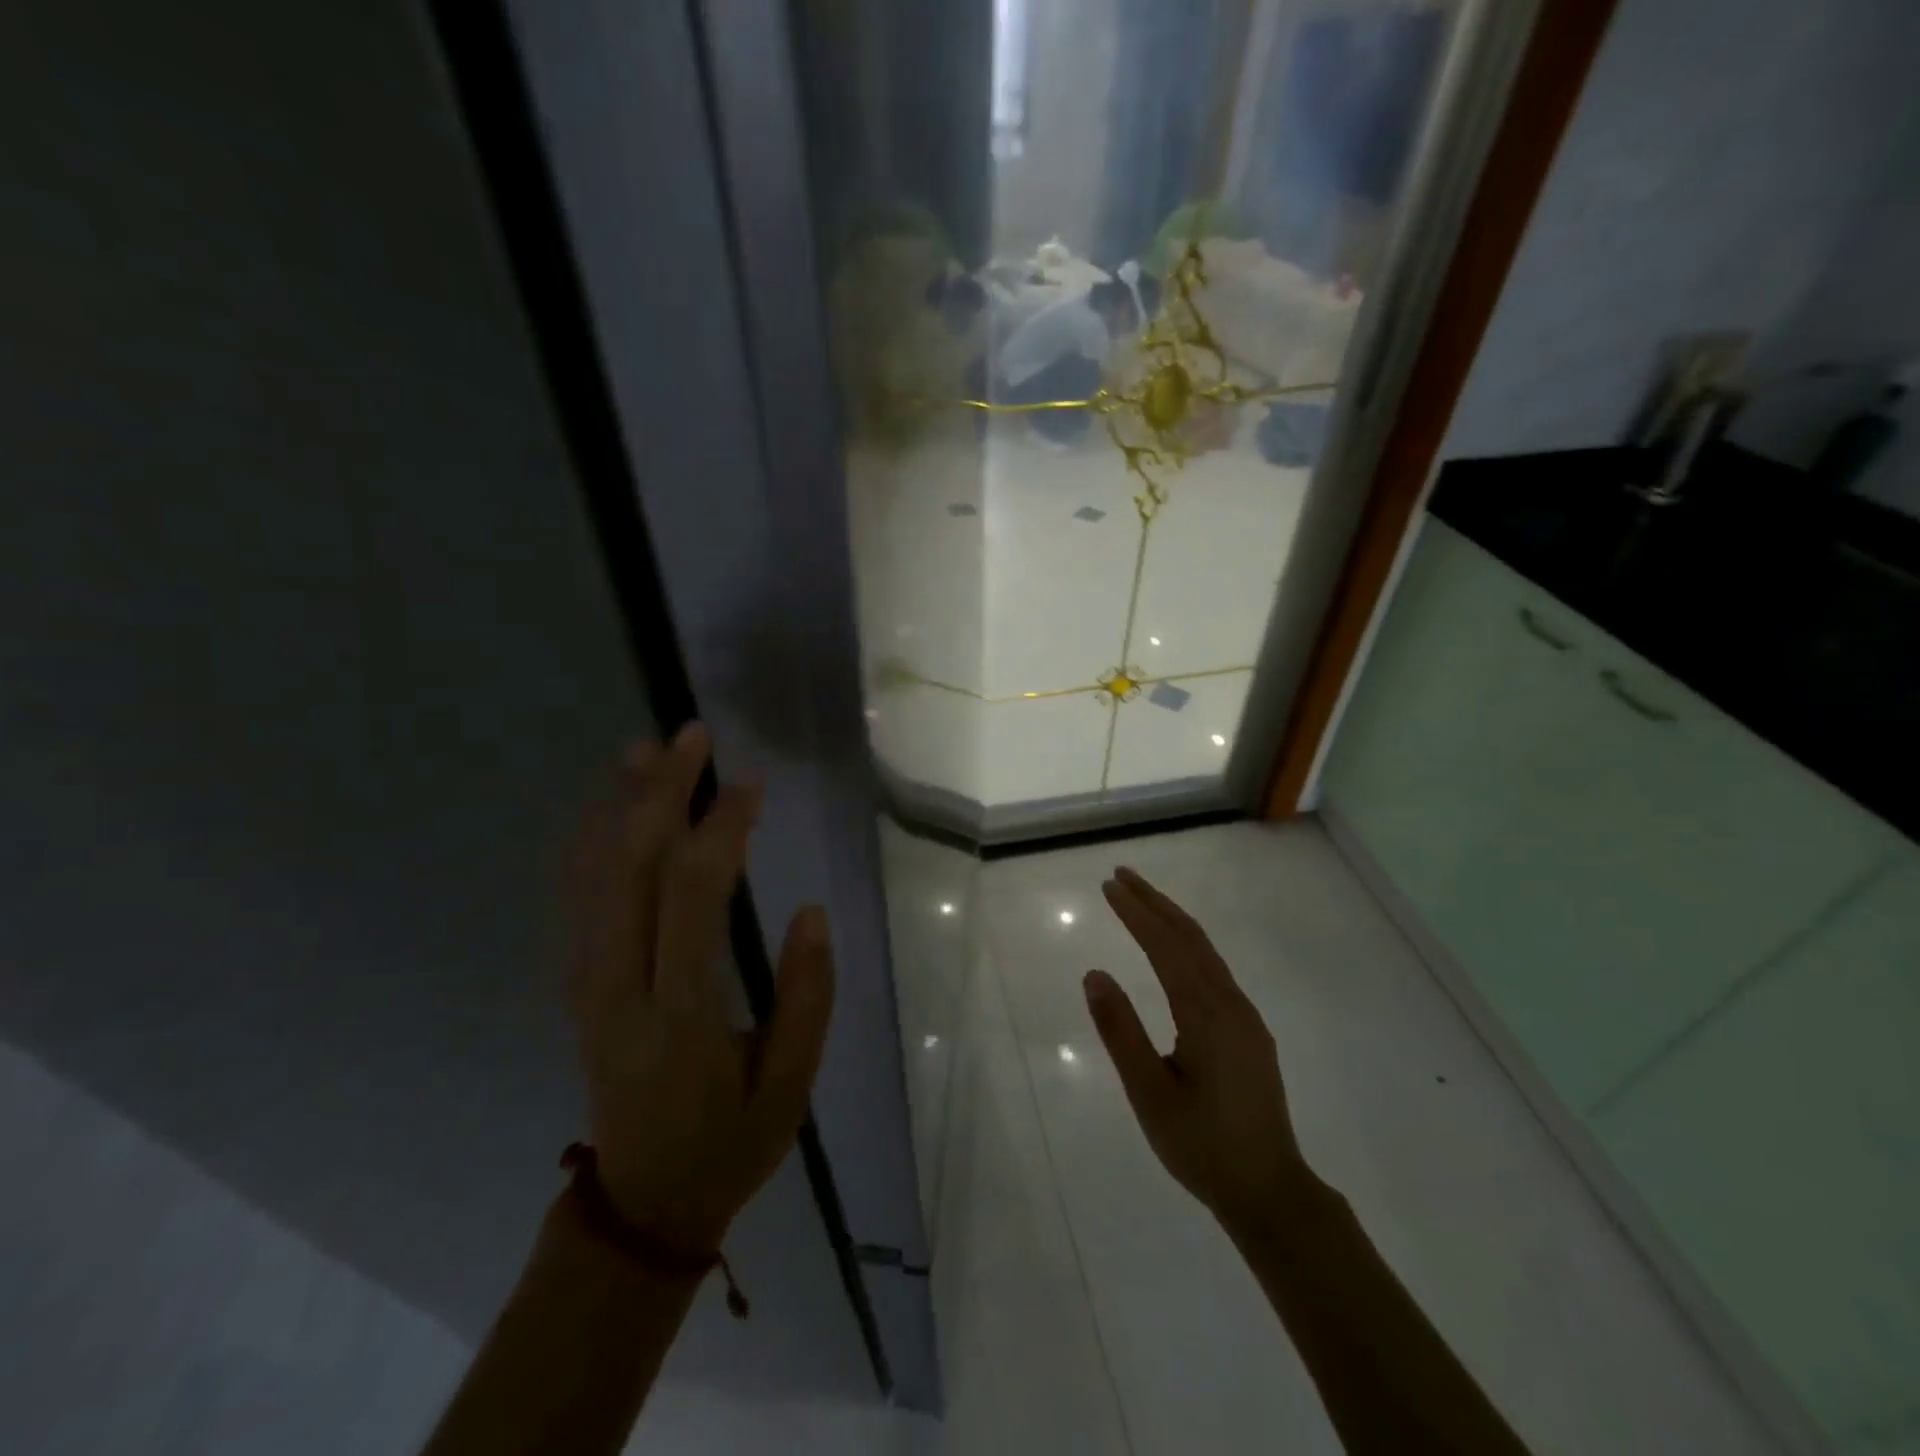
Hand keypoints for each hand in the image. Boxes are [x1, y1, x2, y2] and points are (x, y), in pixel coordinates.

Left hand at [570, 725, 834, 1257]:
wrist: (638, 1204)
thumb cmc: (728, 1142)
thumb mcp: (790, 1087)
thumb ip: (806, 998)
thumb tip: (812, 910)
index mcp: (677, 1012)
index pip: (692, 895)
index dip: (721, 828)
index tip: (753, 784)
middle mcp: (619, 985)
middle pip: (629, 866)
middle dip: (661, 790)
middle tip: (694, 735)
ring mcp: (588, 983)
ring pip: (594, 873)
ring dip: (620, 803)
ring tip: (648, 749)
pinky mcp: (579, 983)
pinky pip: (579, 896)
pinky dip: (593, 840)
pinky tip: (613, 805)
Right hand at [1083, 867, 1315, 1239]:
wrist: (1270, 1191)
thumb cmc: (1202, 1147)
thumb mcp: (1149, 1094)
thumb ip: (1121, 1032)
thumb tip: (1094, 974)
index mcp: (1207, 1015)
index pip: (1166, 947)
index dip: (1136, 913)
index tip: (1108, 886)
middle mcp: (1231, 1004)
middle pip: (1190, 937)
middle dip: (1155, 902)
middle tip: (1121, 875)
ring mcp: (1245, 1016)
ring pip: (1206, 951)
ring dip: (1172, 919)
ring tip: (1141, 899)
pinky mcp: (1249, 1030)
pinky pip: (1214, 969)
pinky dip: (1187, 944)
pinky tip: (1174, 948)